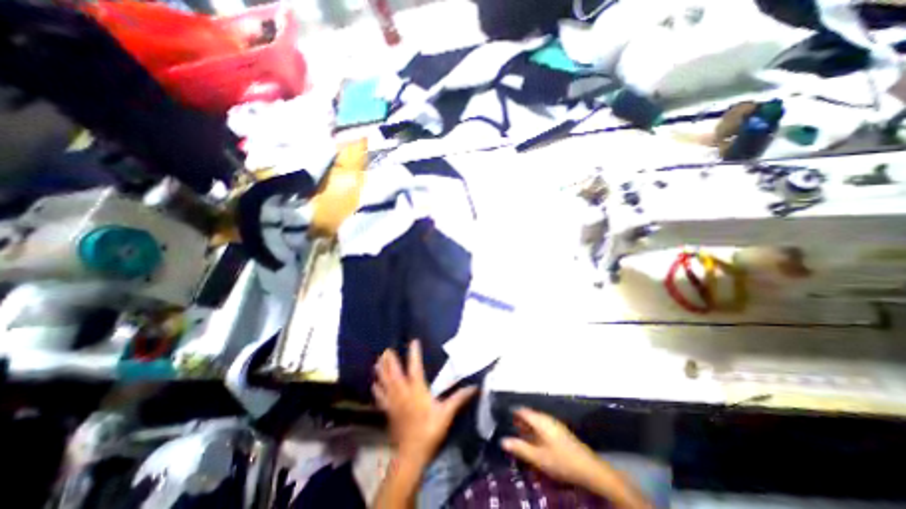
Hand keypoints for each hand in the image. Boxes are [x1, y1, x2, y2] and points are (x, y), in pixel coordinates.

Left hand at [372, 342, 475, 464]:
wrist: (412, 454)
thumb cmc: (430, 430)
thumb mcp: (446, 413)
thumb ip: (459, 398)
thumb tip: (474, 387)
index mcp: (417, 389)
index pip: (415, 367)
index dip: (414, 353)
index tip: (414, 341)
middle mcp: (403, 392)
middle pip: (394, 373)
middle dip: (390, 361)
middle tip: (386, 350)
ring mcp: (394, 402)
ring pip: (385, 383)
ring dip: (381, 371)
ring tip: (378, 361)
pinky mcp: (389, 412)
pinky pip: (381, 398)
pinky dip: (377, 390)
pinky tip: (374, 384)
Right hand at [502, 408, 614, 486]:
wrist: (589, 469)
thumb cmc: (561, 461)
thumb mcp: (538, 457)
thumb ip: (520, 448)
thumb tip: (503, 441)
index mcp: (540, 420)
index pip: (521, 410)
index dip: (511, 413)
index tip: (501, 418)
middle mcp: (546, 418)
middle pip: (528, 415)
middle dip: (517, 422)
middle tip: (507, 430)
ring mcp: (553, 424)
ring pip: (534, 422)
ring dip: (525, 428)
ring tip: (517, 438)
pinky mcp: (558, 432)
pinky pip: (541, 427)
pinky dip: (533, 432)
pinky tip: (532, 443)